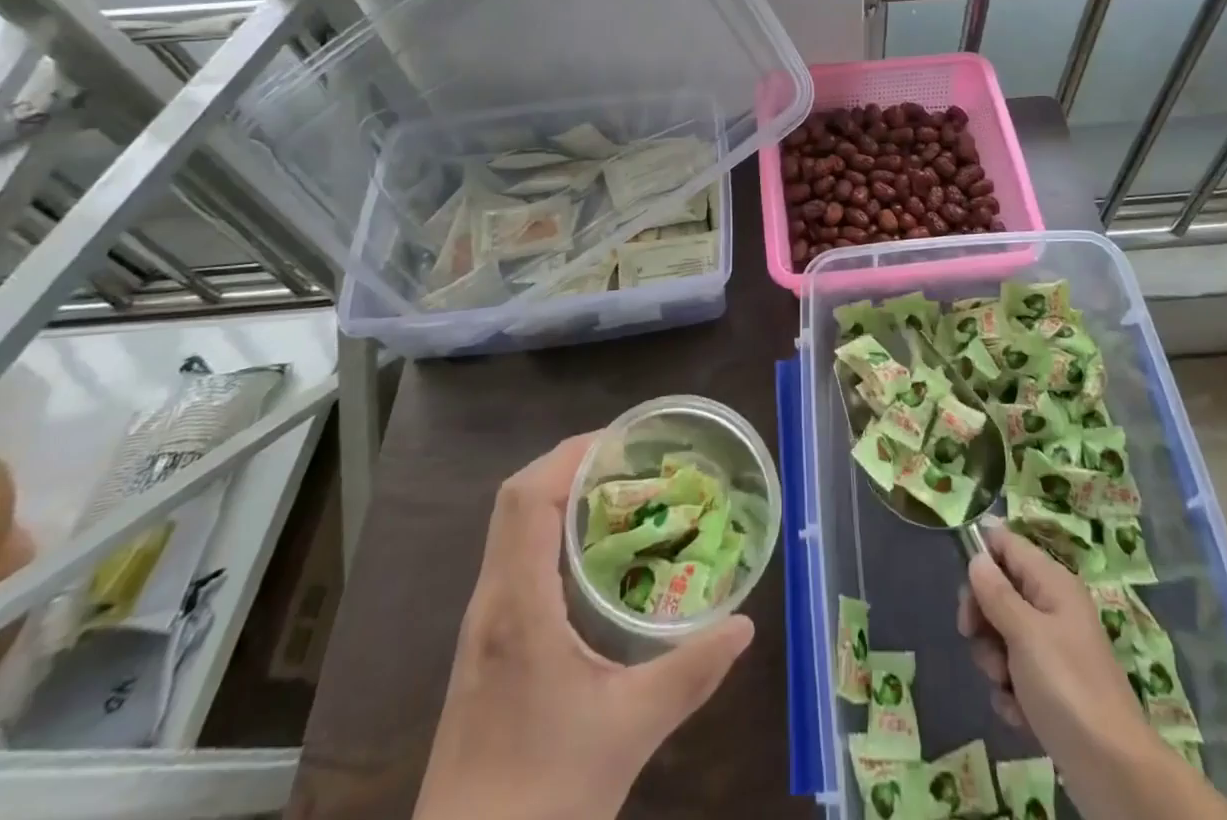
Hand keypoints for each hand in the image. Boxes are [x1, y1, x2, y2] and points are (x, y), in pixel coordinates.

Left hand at [415, 433, 754, 819]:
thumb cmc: (543, 798)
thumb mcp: (630, 730)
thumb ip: (692, 673)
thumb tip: (745, 625)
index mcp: (517, 607)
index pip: (528, 498)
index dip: (571, 455)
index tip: (623, 442)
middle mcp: (490, 603)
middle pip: (516, 499)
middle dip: (570, 465)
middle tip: (630, 462)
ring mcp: (481, 626)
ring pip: (510, 528)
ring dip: (558, 495)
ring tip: (618, 494)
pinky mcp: (483, 648)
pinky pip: (513, 558)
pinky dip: (549, 532)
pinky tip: (591, 558)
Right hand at [958, 520, 1226, 819]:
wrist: (1115, 772)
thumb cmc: (1067, 688)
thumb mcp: (1024, 633)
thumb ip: (996, 592)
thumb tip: (977, 557)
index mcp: (1052, 582)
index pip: (1007, 544)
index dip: (981, 557)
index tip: (963, 587)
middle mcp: (1052, 607)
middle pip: (1000, 590)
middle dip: (982, 617)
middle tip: (973, 637)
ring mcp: (1053, 649)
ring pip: (1002, 635)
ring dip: (994, 659)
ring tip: (1006, 684)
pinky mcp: (1051, 687)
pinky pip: (1015, 673)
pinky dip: (1011, 692)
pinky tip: (1019, 712)